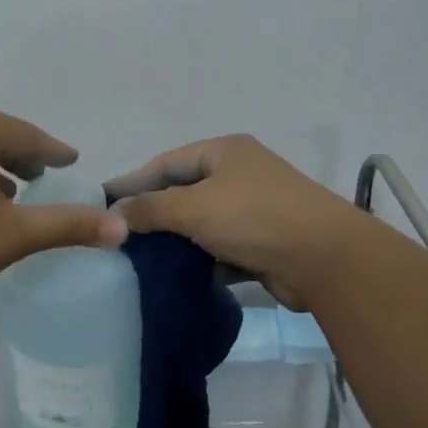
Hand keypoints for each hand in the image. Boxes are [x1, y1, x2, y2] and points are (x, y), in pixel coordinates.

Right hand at [104, 135, 367, 308]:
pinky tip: (174, 275)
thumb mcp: (193, 207)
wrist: (324, 259)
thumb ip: (150, 208)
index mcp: (224, 152)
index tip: (102, 199)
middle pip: (183, 191)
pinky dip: (199, 259)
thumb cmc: (254, 218)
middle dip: (152, 212)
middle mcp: (239, 175)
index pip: (166, 163)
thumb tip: (116, 213)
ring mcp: (253, 210)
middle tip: (117, 233)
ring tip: (138, 258)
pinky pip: (219, 248)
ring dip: (175, 239)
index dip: (133, 181)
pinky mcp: (262, 243)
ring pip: (201, 223)